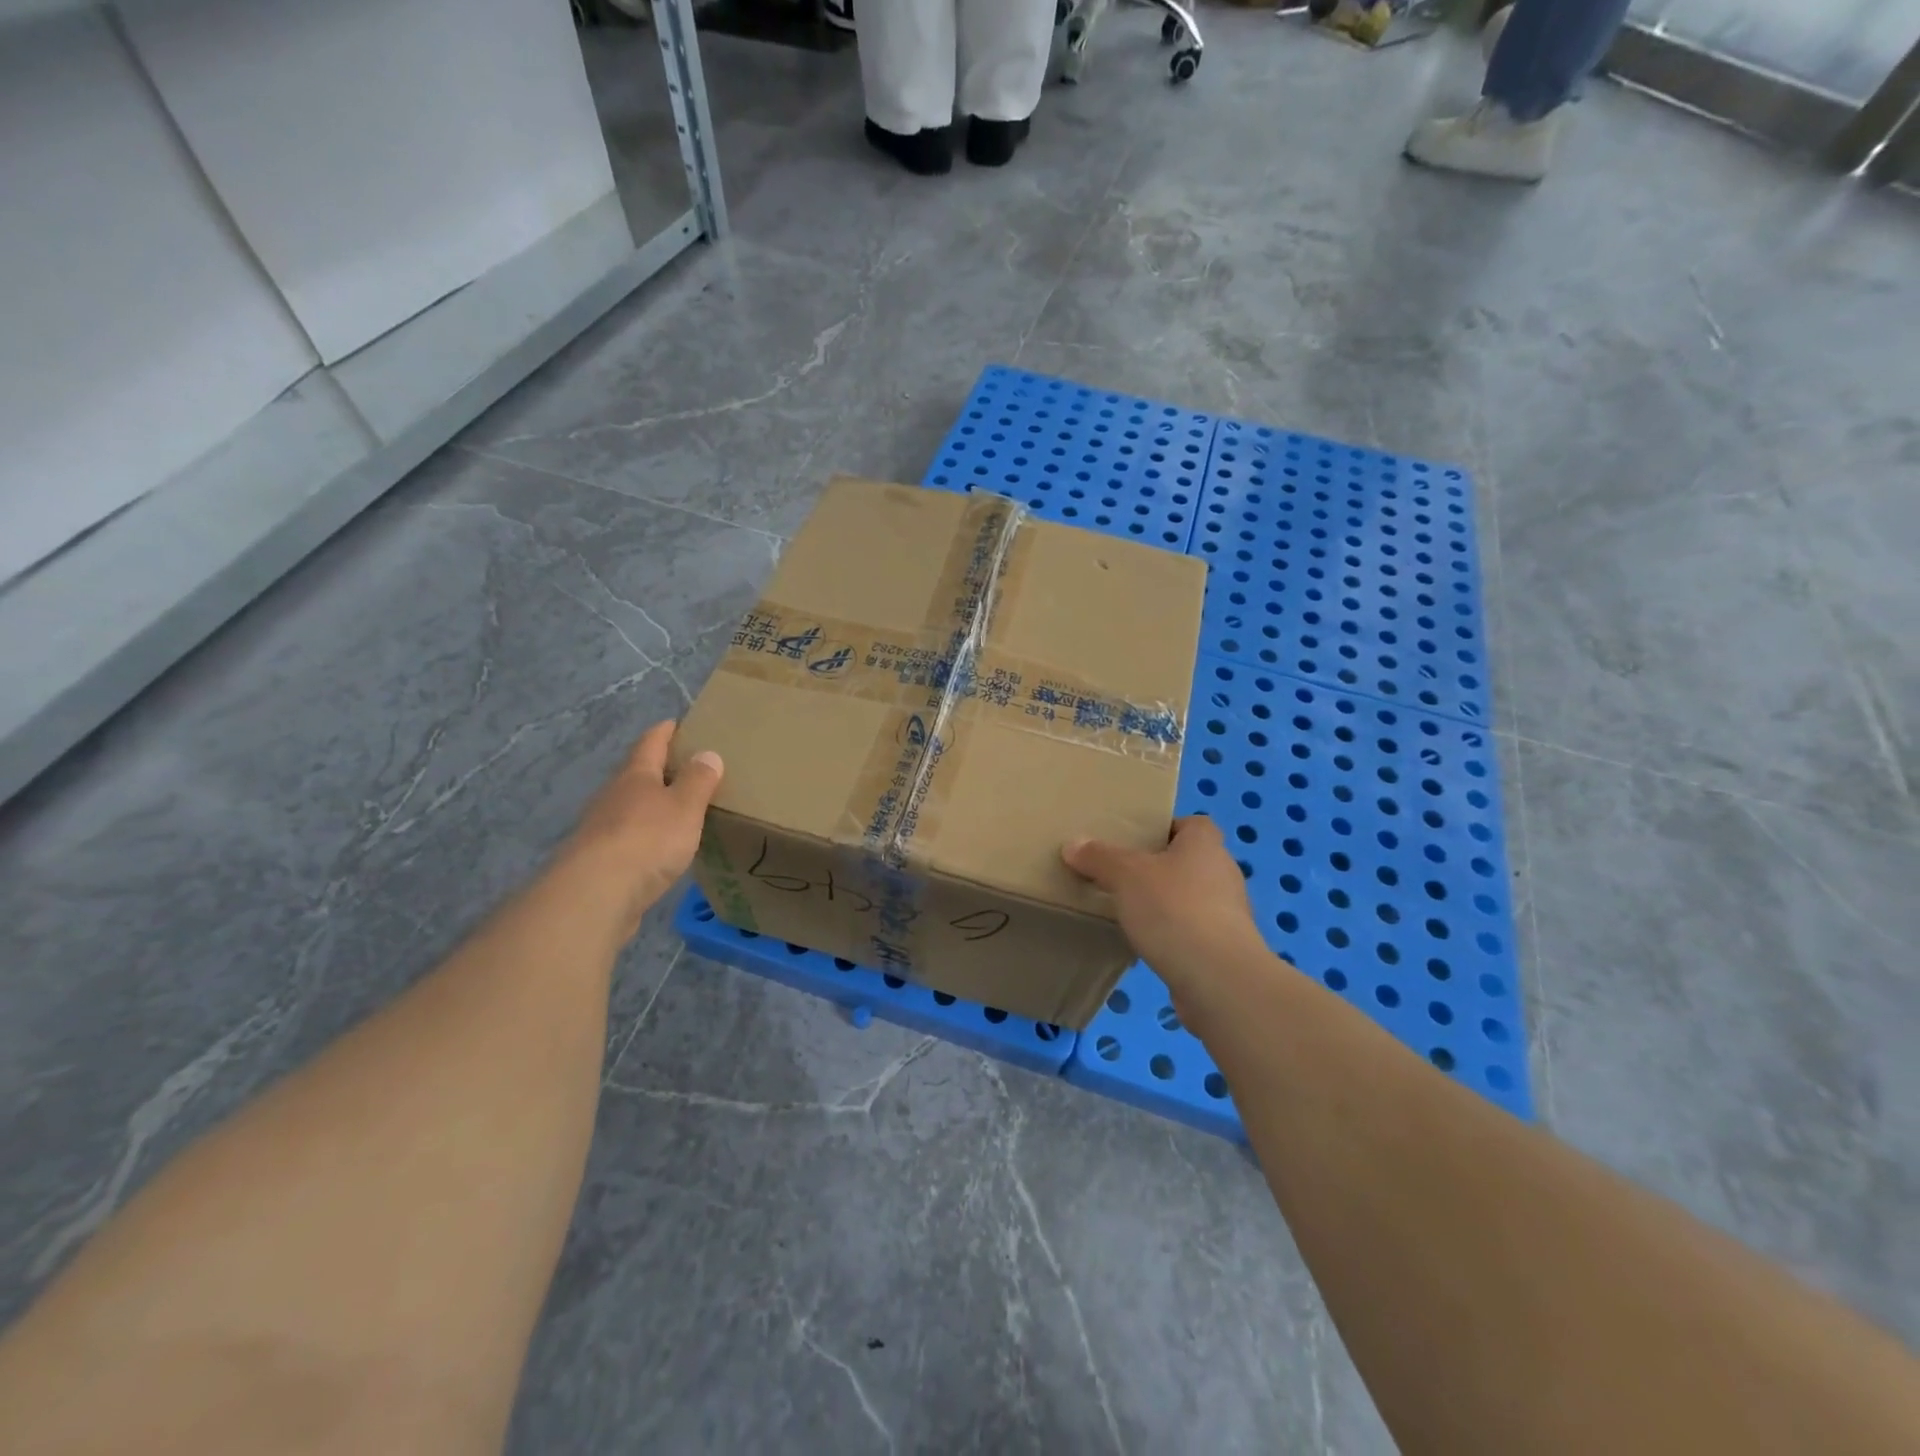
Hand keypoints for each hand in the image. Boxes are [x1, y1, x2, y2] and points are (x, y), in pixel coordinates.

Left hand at [560, 721, 722, 935]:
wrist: (596, 895)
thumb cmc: (647, 840)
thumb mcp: (684, 806)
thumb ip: (698, 781)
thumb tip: (708, 754)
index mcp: (635, 776)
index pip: (650, 743)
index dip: (665, 732)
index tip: (677, 723)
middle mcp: (613, 797)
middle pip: (637, 775)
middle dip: (659, 770)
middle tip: (687, 770)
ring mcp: (601, 830)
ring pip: (630, 808)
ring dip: (651, 806)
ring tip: (678, 811)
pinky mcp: (600, 862)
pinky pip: (628, 840)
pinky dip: (645, 837)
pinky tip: (659, 849)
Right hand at [1062, 815, 1265, 999]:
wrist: (1218, 979)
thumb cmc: (1174, 909)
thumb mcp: (1125, 875)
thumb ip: (1099, 858)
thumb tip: (1073, 844)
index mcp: (1205, 844)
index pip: (1191, 824)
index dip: (1165, 828)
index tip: (1135, 842)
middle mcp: (1223, 873)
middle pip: (1188, 861)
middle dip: (1158, 868)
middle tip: (1121, 875)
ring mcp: (1228, 914)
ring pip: (1191, 898)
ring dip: (1165, 903)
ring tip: (1129, 912)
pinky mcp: (1225, 949)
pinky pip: (1192, 931)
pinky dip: (1172, 934)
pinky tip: (1146, 944)